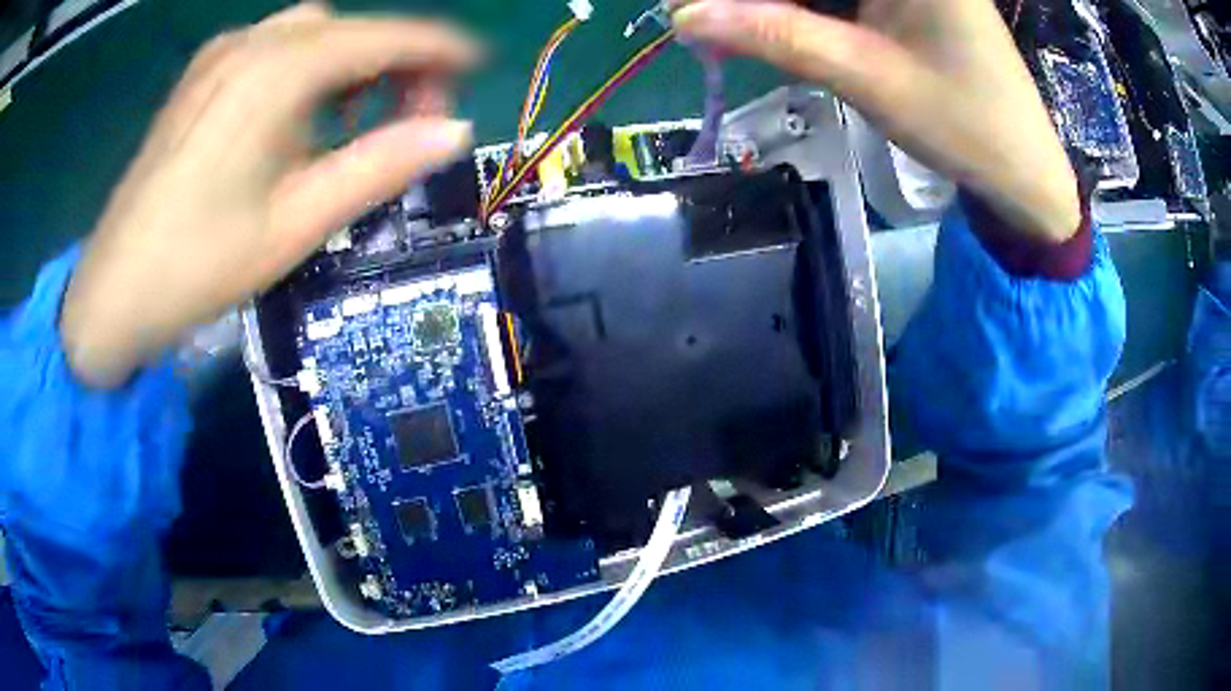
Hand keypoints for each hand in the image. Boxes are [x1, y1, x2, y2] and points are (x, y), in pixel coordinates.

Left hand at [60, 4, 478, 387]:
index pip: (382, 37)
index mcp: (277, 72)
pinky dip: (308, 67)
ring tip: (356, 120)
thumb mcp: (296, 223)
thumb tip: (455, 131)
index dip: (438, 47)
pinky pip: (273, 48)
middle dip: (394, 60)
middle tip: (413, 116)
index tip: (478, 65)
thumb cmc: (199, 264)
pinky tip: (300, 114)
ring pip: (311, 33)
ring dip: (350, 63)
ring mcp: (221, 56)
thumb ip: (379, 167)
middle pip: (348, 28)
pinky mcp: (202, 76)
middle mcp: (252, 44)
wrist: (113, 290)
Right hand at [672, 0, 1080, 243]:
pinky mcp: (909, 0)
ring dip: (776, 5)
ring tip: (730, 32)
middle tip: (706, 23)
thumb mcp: (867, 75)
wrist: (1023, 171)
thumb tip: (687, 16)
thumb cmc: (964, 125)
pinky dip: (806, 10)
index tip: (691, 8)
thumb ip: (777, 34)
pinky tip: (776, 30)